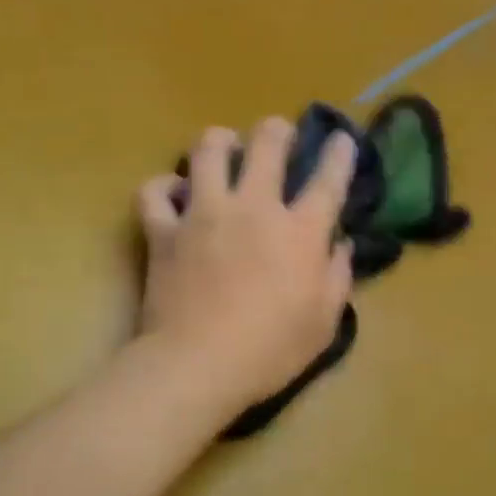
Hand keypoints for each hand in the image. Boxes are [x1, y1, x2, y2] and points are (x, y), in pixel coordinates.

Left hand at [135, 118, 355, 412]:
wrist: (197, 365)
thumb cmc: (270, 350)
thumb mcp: (323, 322)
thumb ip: (337, 276)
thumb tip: (340, 245)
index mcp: (300, 231)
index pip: (328, 180)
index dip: (339, 155)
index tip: (341, 139)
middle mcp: (254, 208)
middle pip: (267, 143)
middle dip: (277, 130)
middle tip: (278, 136)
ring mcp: (204, 213)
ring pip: (207, 149)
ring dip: (220, 142)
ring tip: (224, 149)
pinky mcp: (164, 230)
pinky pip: (155, 192)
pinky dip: (163, 187)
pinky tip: (173, 192)